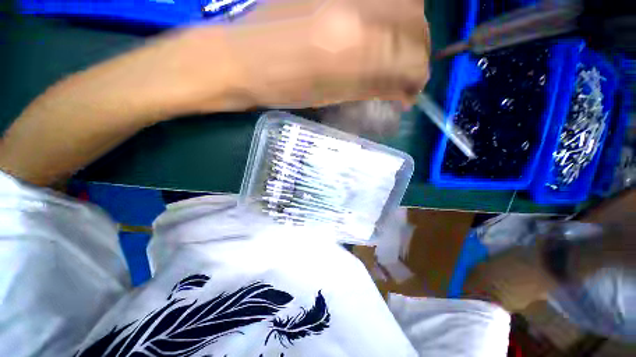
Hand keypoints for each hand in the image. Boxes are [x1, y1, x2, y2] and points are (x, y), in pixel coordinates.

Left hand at [127, 0, 430, 114]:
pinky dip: (391, 14)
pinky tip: (379, 32)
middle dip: (417, 54)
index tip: (411, 93)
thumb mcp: (332, 97)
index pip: (412, 58)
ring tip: (394, 53)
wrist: (242, 59)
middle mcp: (358, 6)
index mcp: (354, 47)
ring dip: (408, 31)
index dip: (417, 79)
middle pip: (416, 23)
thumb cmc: (284, 88)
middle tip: (406, 74)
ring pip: (405, 1)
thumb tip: (403, 90)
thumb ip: (372, 87)